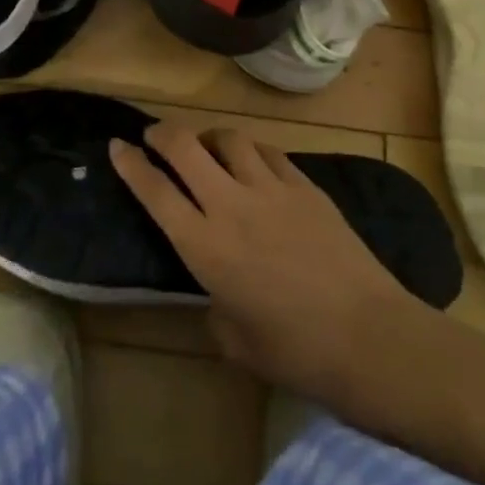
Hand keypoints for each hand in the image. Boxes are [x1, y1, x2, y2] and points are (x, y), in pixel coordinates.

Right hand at [110, 123, 428, 400]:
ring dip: (210, 138)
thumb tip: (216, 290)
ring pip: (229, 138)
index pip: (155, 191)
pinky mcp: (304, 184)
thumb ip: (214, 306)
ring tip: (209, 150)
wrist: (367, 336)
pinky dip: (251, 151)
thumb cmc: (294, 351)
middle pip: (185, 146)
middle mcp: (231, 205)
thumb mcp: (234, 341)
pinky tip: (253, 163)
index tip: (117, 146)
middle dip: (162, 133)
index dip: (130, 164)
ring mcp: (270, 188)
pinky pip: (268, 151)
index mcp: (205, 247)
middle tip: (154, 135)